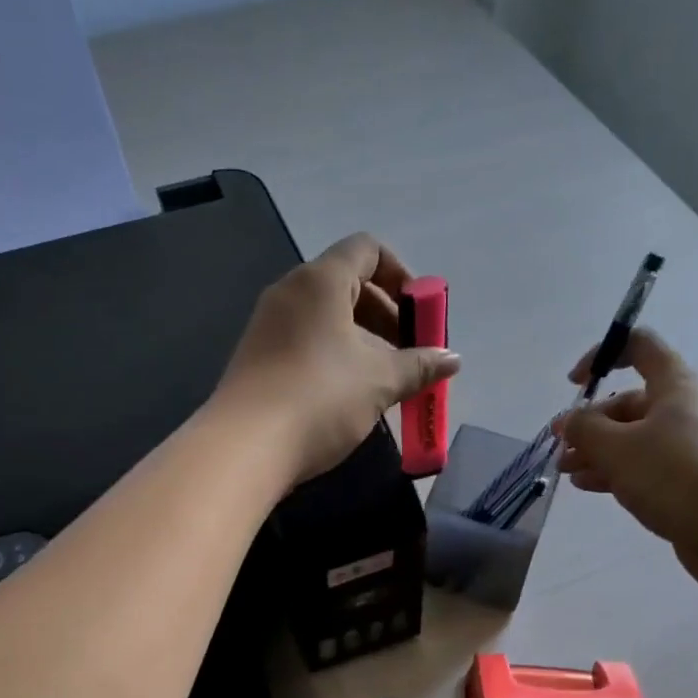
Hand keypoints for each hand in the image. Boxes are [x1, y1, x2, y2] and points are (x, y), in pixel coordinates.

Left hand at [215, 233, 460, 485]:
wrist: (244, 448)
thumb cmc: (321, 398)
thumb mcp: (380, 381)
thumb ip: (420, 365)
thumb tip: (452, 358)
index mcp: (320, 281)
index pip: (367, 250)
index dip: (401, 275)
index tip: (419, 316)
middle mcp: (290, 292)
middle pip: (347, 283)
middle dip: (386, 314)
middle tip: (409, 353)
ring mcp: (268, 324)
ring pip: (326, 316)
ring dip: (362, 339)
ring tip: (384, 380)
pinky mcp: (257, 356)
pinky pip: (305, 339)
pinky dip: (334, 354)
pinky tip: (348, 395)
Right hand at [555, 329, 697, 590]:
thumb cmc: (673, 473)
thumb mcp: (616, 446)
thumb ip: (584, 428)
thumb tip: (570, 421)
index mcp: (675, 386)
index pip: (640, 346)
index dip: (603, 355)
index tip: (575, 383)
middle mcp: (687, 410)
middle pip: (631, 403)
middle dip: (591, 422)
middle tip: (562, 446)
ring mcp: (692, 447)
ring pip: (635, 439)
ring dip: (598, 451)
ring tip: (567, 471)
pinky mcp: (692, 482)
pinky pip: (647, 467)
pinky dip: (617, 472)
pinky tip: (590, 486)